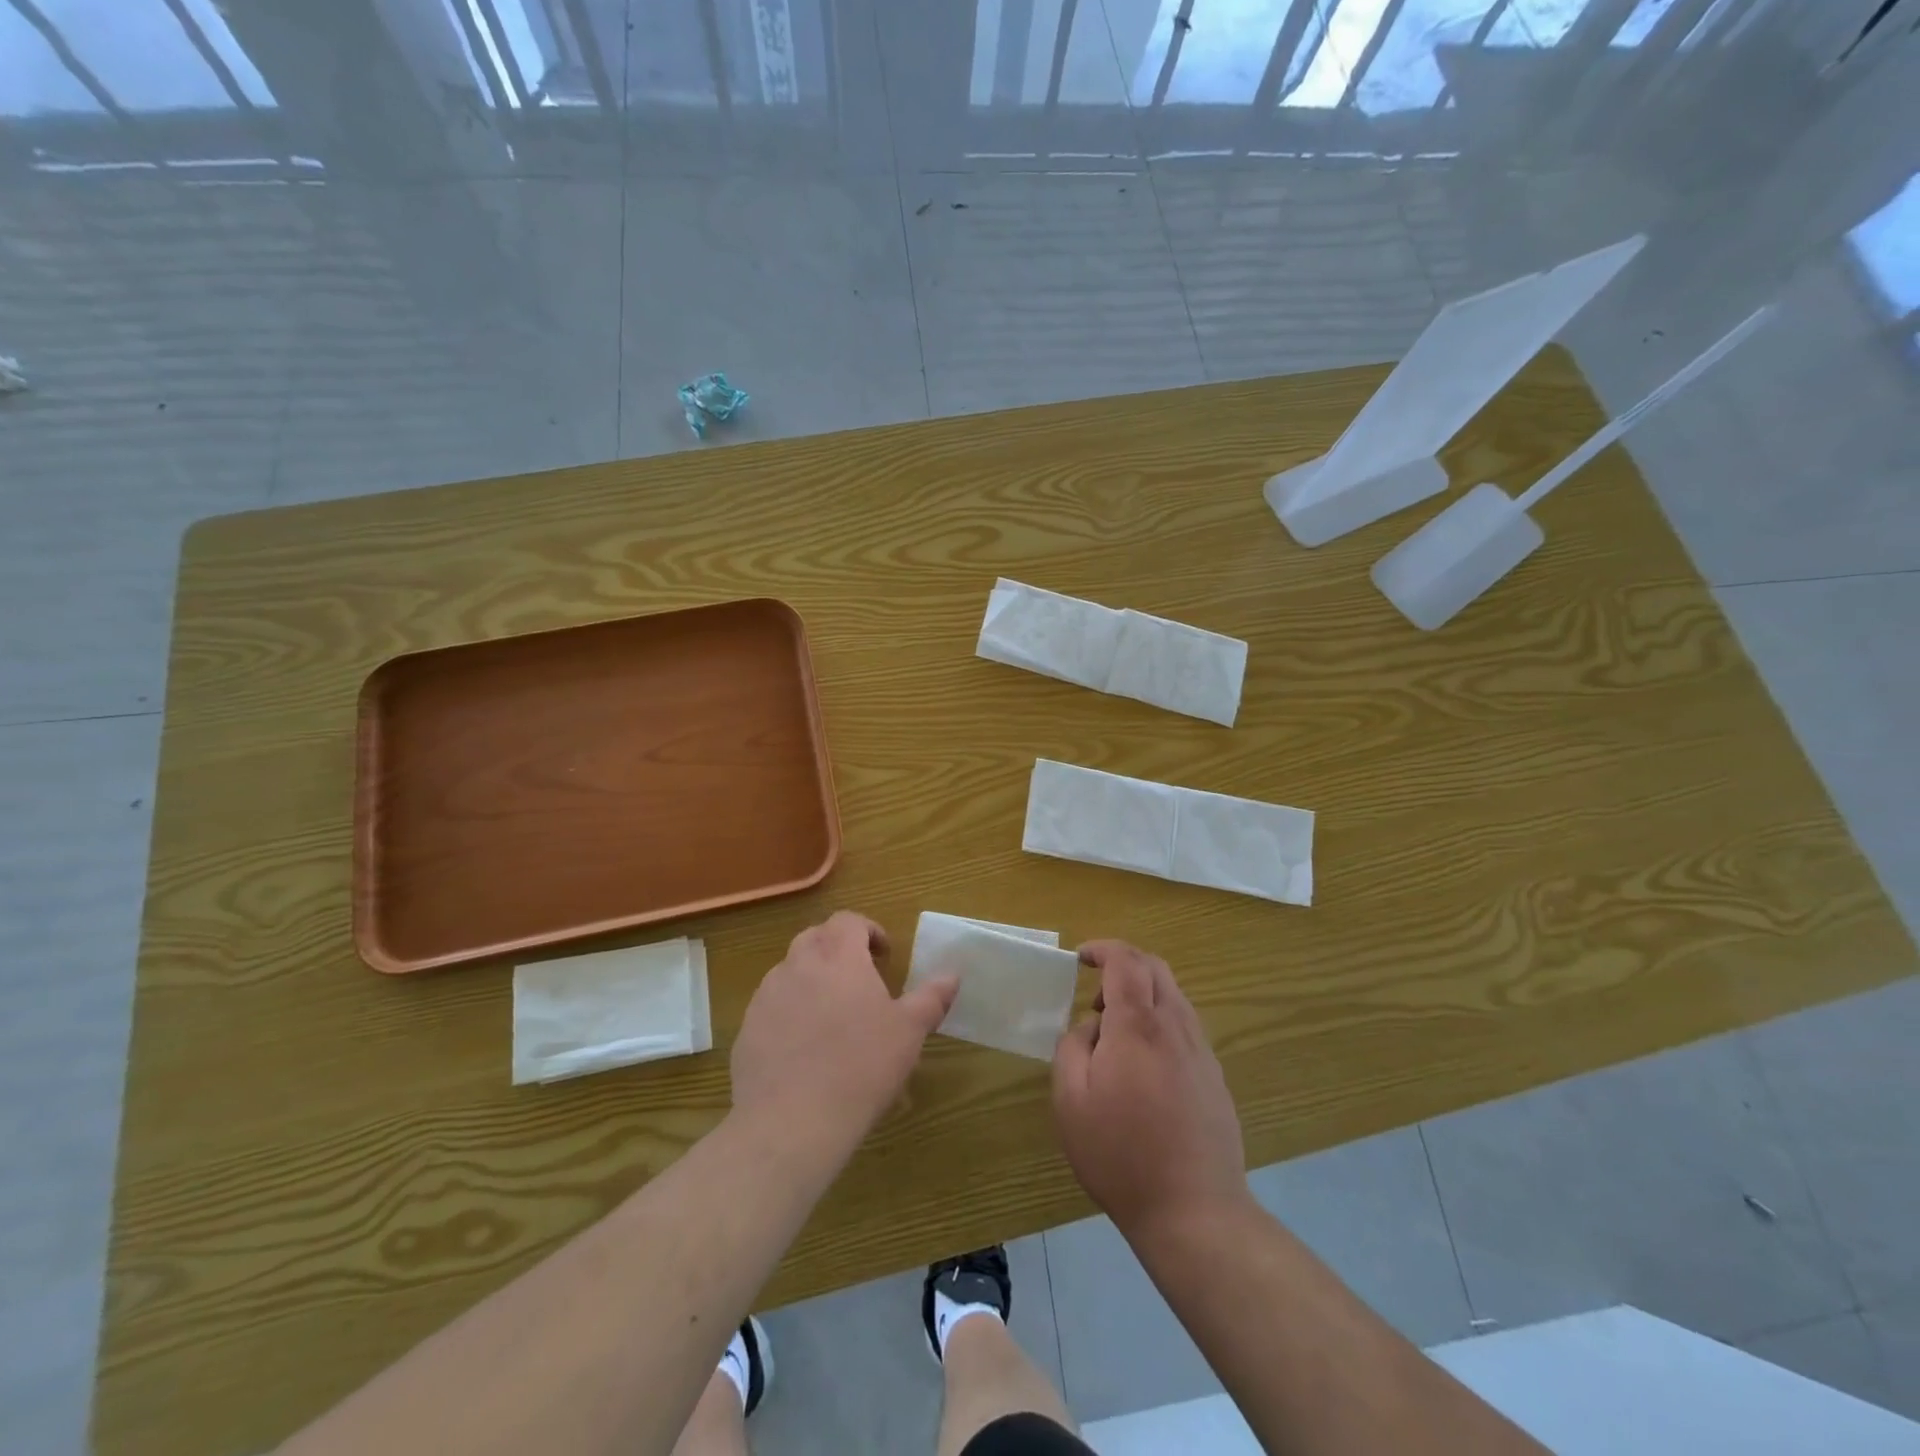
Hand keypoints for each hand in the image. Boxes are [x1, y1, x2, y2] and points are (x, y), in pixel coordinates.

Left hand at [732, 911, 957, 1148]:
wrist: (791, 1122)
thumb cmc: (861, 1067)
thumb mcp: (908, 1032)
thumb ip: (931, 997)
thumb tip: (952, 974)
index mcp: (838, 956)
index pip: (848, 920)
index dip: (868, 930)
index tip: (884, 955)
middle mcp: (798, 964)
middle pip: (816, 938)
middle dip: (838, 949)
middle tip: (860, 979)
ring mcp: (767, 996)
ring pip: (791, 971)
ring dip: (812, 979)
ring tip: (833, 1015)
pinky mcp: (747, 1029)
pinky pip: (772, 1006)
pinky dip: (790, 1012)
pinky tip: (804, 1048)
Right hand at [1052, 941, 1247, 1238]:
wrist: (1194, 1210)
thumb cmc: (1120, 1154)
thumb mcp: (1070, 1100)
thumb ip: (1073, 1046)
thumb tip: (1092, 1027)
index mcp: (1138, 1026)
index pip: (1126, 960)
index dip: (1102, 948)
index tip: (1080, 957)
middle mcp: (1175, 1027)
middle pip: (1155, 968)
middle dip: (1124, 963)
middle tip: (1095, 991)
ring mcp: (1201, 1051)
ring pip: (1174, 996)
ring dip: (1143, 993)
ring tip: (1115, 1031)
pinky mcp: (1214, 1076)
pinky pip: (1184, 1026)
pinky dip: (1159, 1020)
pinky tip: (1143, 1062)